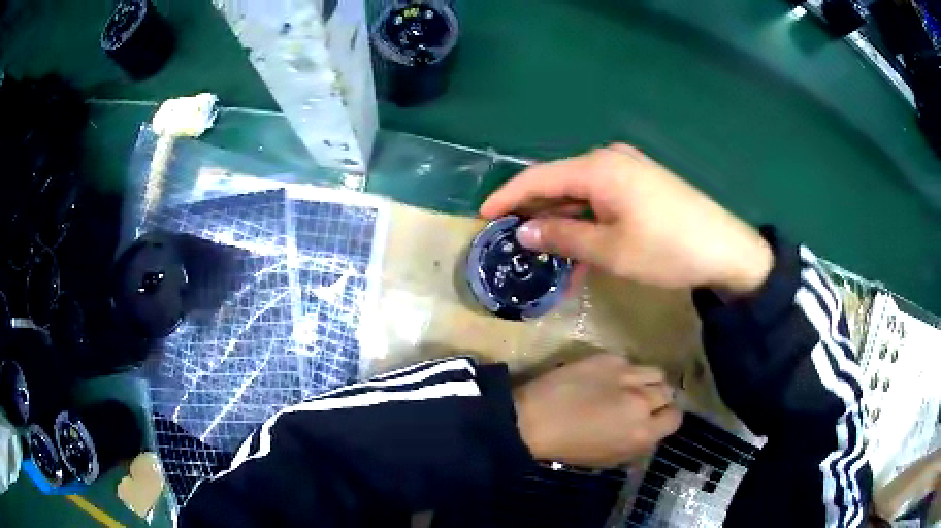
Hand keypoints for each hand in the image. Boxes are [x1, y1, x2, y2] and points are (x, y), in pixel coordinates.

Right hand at [480, 144, 773, 295]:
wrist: (727, 251)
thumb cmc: (667, 249)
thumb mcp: (610, 249)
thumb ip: (562, 235)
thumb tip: (523, 231)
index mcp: (598, 168)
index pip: (538, 177)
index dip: (507, 197)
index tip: (482, 216)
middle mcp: (609, 159)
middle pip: (559, 182)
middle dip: (534, 211)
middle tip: (509, 237)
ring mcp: (628, 170)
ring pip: (581, 194)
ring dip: (562, 222)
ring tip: (542, 252)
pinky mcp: (642, 184)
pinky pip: (602, 200)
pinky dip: (587, 222)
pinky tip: (579, 249)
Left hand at [514, 354, 680, 467]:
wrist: (534, 419)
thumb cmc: (568, 447)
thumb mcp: (609, 459)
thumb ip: (637, 444)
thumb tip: (649, 430)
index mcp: (643, 433)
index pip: (675, 418)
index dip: (666, 418)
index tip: (656, 417)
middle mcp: (642, 402)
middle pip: (668, 392)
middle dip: (657, 399)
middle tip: (641, 402)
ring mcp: (628, 376)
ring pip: (655, 372)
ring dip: (647, 381)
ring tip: (630, 385)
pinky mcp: (610, 358)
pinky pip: (630, 361)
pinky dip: (624, 370)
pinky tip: (606, 377)